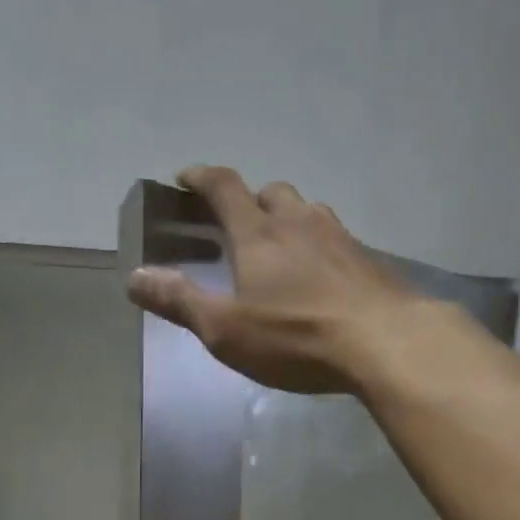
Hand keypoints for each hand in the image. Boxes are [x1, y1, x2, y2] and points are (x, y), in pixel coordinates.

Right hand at [126, 165, 430, 394]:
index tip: (186, 177)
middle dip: (249, 200)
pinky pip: (335, 239)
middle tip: (237, 224)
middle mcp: (299, 222)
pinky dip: (319, 246)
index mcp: (258, 234)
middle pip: (270, 193)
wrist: (385, 342)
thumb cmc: (296, 338)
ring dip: (288, 220)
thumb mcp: (226, 330)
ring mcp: (339, 237)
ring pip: (307, 212)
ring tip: (280, 249)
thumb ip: (180, 301)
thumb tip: (134, 277)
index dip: (202, 177)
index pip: (224, 187)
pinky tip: (321, 276)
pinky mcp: (368, 259)